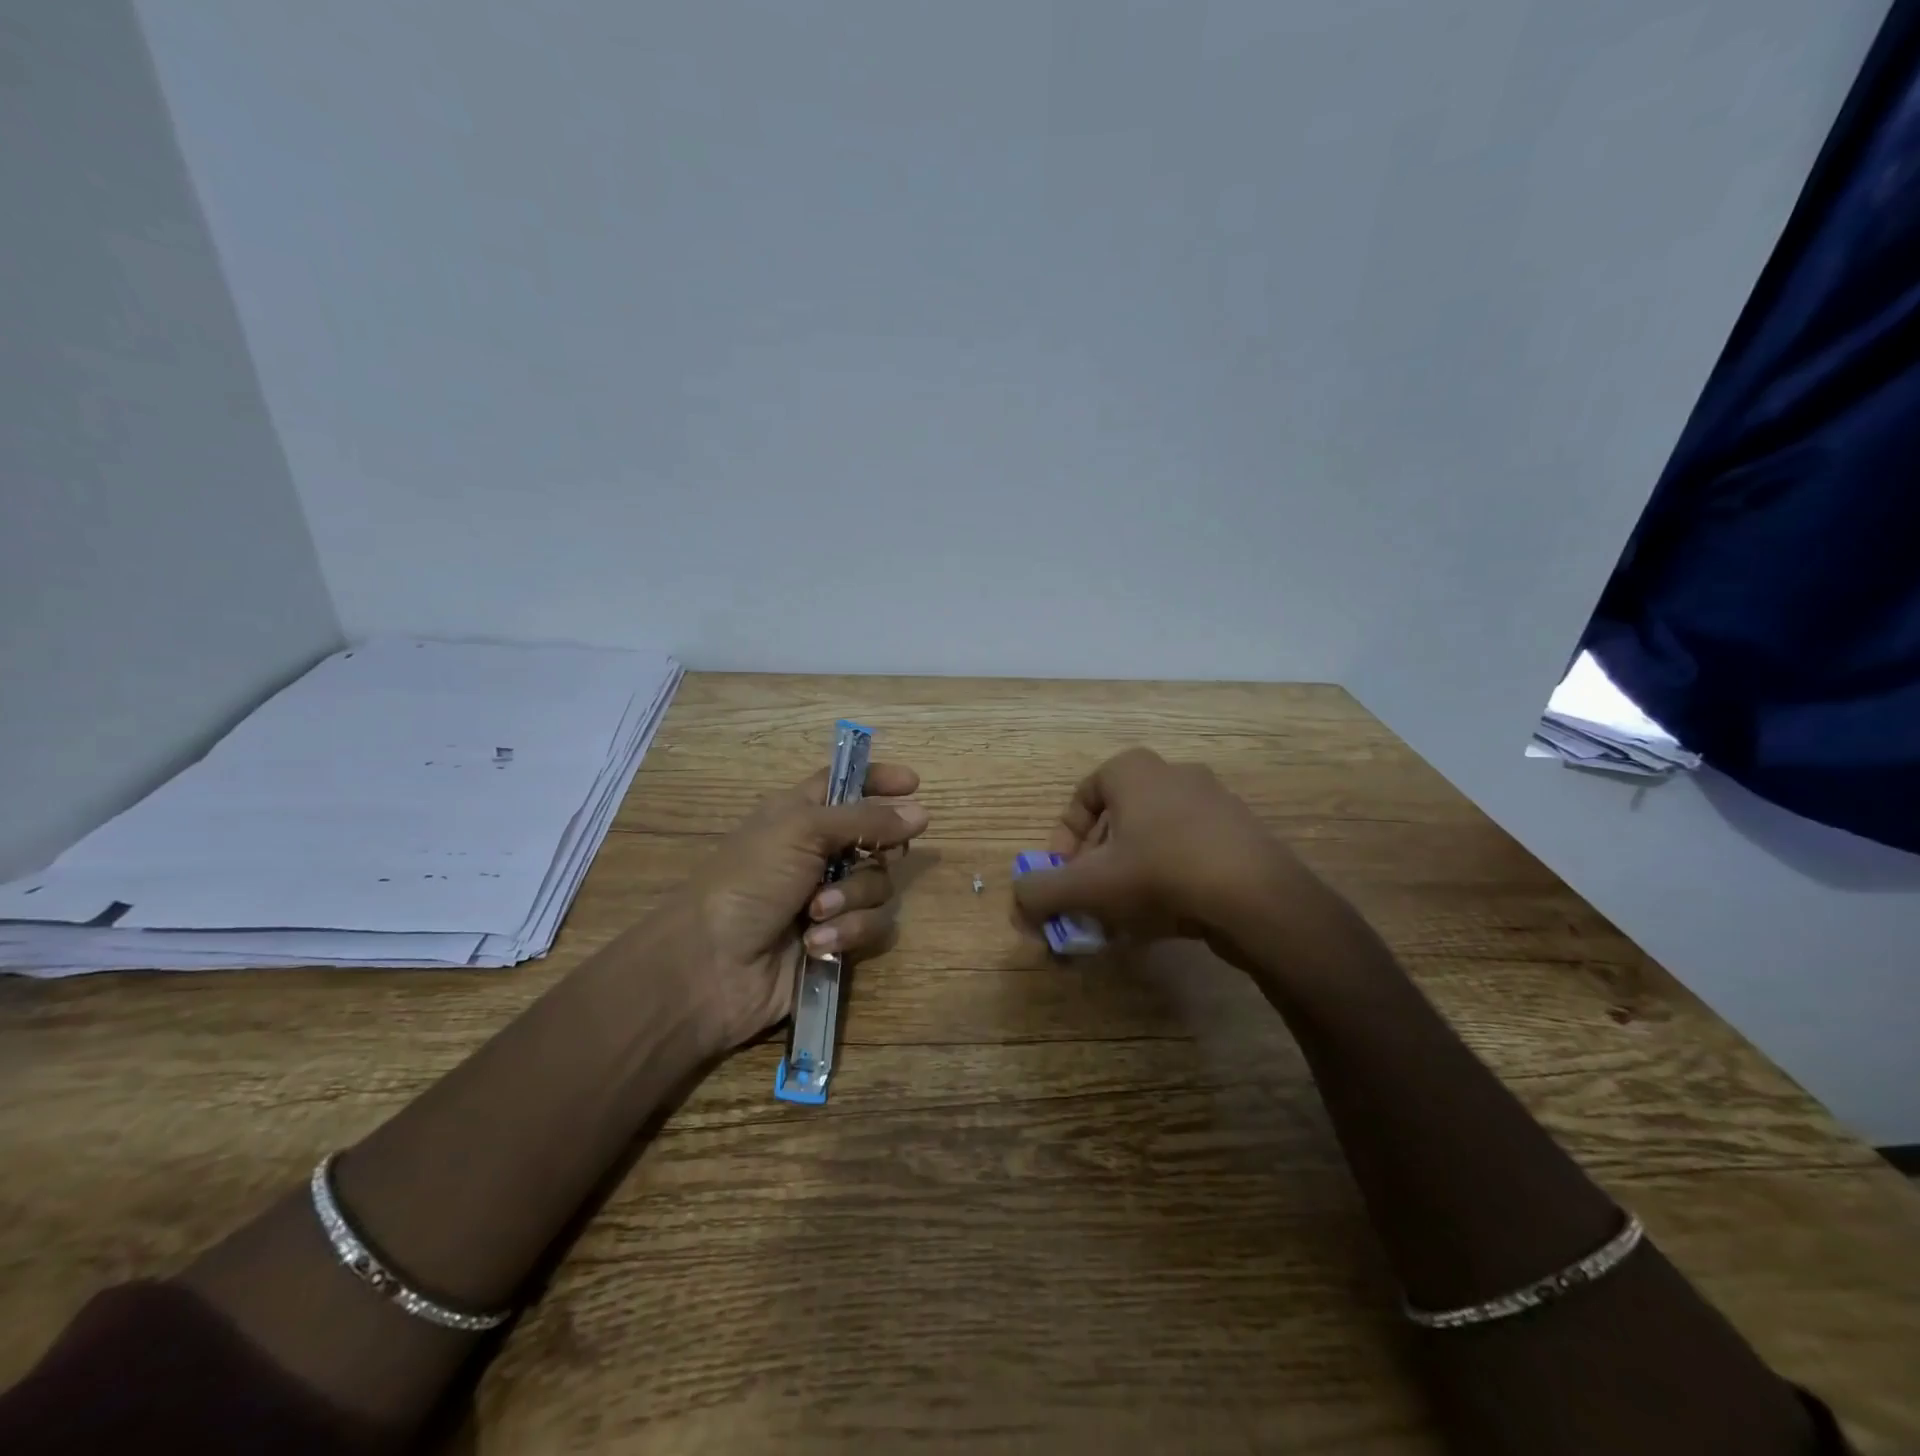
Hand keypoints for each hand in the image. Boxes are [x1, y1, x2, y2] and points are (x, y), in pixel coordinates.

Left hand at [658, 762, 928, 1052]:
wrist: (711, 966)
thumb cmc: (748, 881)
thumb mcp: (802, 831)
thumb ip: (865, 820)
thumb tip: (921, 812)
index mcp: (800, 815)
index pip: (845, 784)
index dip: (877, 779)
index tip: (914, 783)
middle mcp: (817, 853)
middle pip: (876, 839)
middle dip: (874, 851)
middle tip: (865, 856)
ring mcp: (828, 898)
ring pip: (878, 886)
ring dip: (851, 900)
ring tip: (816, 913)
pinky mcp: (836, 939)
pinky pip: (873, 926)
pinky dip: (848, 932)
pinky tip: (818, 943)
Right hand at [1012, 748, 1319, 958]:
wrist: (1258, 898)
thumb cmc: (1160, 873)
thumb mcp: (1087, 885)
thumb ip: (1041, 891)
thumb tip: (1018, 899)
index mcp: (1134, 770)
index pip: (1082, 796)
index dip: (1062, 840)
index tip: (1061, 876)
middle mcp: (1174, 775)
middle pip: (1116, 823)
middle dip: (1095, 867)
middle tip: (1088, 903)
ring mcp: (1214, 804)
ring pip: (1152, 842)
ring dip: (1128, 879)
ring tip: (1121, 920)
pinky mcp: (1241, 836)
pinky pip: (1187, 856)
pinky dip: (1166, 884)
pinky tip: (1160, 921)